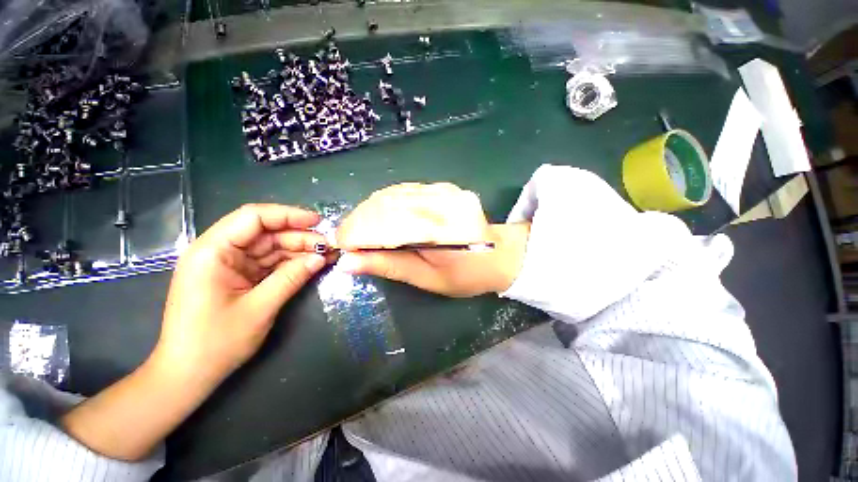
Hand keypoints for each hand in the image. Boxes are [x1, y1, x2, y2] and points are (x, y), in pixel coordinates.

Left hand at [156, 204, 328, 381]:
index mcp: (212, 252)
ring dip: (298, 250)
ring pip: (270, 247)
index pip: (252, 218)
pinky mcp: (238, 277)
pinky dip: (290, 263)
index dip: (287, 215)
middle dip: (299, 236)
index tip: (317, 221)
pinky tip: (311, 264)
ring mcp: (229, 265)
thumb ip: (292, 278)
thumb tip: (321, 257)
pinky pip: (269, 263)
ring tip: (326, 254)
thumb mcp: (259, 308)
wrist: (188, 376)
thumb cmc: (215, 343)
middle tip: (329, 245)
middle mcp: (219, 252)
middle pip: (265, 232)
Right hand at [334, 183, 529, 296]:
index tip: (340, 247)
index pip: (389, 225)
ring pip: (392, 194)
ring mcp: (444, 190)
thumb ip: (390, 266)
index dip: (359, 234)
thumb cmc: (465, 275)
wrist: (496, 254)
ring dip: (368, 211)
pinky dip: (382, 203)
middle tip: (346, 240)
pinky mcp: (442, 186)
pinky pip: (403, 190)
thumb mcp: (428, 279)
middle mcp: (444, 203)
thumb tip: (348, 261)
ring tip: (358, 229)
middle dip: (359, 221)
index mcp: (445, 231)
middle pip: (387, 205)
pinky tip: (376, 216)